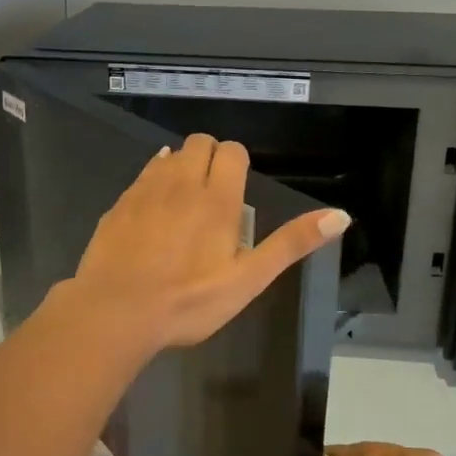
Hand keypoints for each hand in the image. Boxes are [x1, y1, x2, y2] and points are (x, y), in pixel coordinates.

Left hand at [60, 133, 349, 356]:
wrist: (114, 312)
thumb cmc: (188, 301)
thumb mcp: (248, 280)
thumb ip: (291, 244)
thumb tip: (340, 215)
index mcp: (217, 199)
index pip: (232, 151)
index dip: (238, 165)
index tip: (236, 195)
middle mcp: (181, 182)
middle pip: (200, 143)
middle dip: (211, 159)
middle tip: (214, 199)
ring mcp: (145, 190)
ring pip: (169, 156)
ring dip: (181, 168)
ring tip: (184, 205)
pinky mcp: (118, 204)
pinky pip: (142, 176)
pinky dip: (153, 182)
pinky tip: (153, 213)